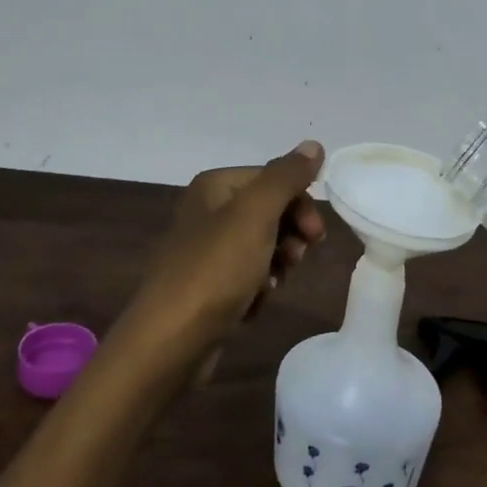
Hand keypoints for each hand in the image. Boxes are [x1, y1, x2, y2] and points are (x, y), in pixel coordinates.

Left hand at [111, 141, 326, 375]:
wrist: (170, 341)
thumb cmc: (215, 269)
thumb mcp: (256, 214)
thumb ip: (286, 177)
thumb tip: (314, 144)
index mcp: (215, 186)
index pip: (273, 178)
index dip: (300, 203)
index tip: (315, 236)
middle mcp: (207, 211)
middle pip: (269, 212)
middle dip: (290, 235)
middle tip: (296, 259)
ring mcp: (206, 251)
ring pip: (263, 246)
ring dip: (276, 265)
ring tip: (270, 286)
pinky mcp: (208, 286)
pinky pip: (247, 277)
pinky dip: (258, 289)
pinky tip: (254, 305)